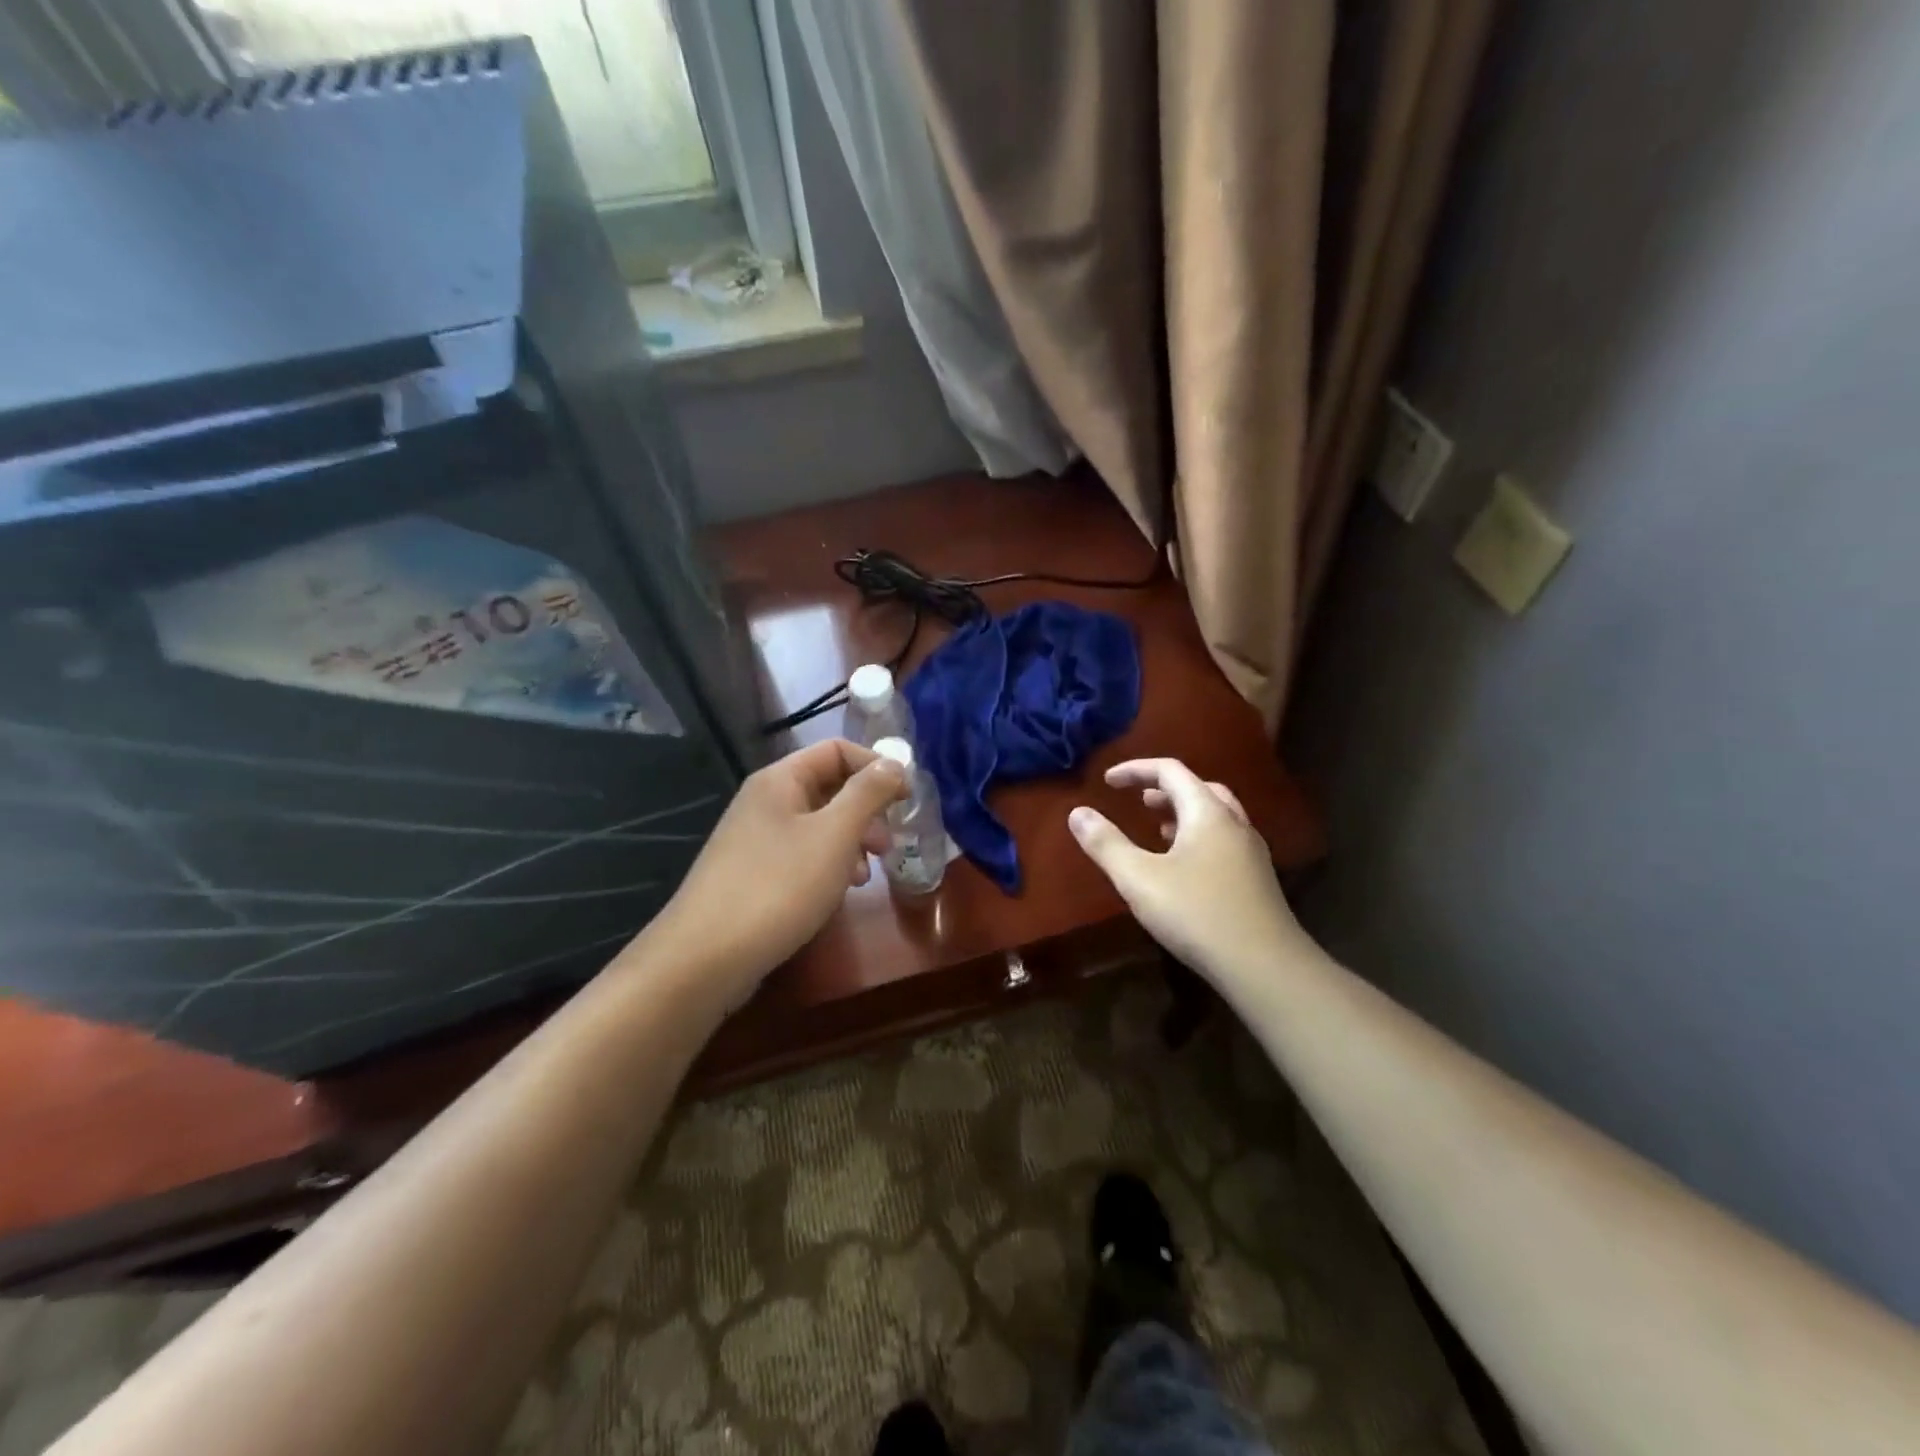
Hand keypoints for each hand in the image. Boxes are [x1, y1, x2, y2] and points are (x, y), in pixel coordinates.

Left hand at [649, 739, 904, 1004]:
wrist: (706, 958)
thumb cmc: (779, 886)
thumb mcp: (835, 835)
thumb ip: (868, 794)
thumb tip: (894, 763)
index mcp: (780, 780)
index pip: (837, 750)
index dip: (876, 767)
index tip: (907, 799)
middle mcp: (765, 801)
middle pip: (828, 787)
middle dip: (866, 811)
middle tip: (887, 845)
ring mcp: (755, 839)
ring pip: (818, 825)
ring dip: (851, 842)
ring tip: (865, 876)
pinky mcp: (753, 873)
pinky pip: (801, 854)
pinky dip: (828, 865)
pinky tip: (839, 892)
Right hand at [1068, 758, 1304, 982]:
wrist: (1265, 966)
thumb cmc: (1197, 914)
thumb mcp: (1139, 878)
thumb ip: (1106, 843)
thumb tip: (1077, 812)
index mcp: (1208, 813)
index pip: (1170, 771)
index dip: (1136, 770)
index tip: (1108, 781)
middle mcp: (1234, 824)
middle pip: (1199, 788)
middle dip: (1164, 789)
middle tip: (1139, 802)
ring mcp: (1251, 852)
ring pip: (1216, 815)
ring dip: (1184, 813)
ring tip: (1158, 830)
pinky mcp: (1257, 879)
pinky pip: (1224, 840)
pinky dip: (1199, 837)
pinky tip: (1184, 868)